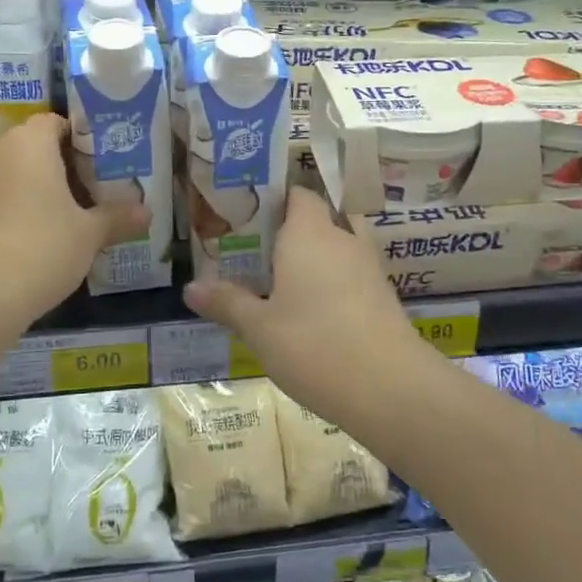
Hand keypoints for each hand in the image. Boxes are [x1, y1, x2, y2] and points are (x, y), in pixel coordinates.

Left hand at [0, 114, 147, 325]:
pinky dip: (9, 214)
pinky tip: (29, 244)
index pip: (54, 123)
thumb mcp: (89, 235)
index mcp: (28, 143)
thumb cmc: (40, 248)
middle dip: (58, 169)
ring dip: (32, 192)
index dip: (79, 139)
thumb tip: (146, 212)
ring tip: (61, 222)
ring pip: (8, 177)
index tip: (100, 163)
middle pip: (30, 149)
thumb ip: (117, 218)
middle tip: (89, 194)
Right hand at [182, 187, 428, 409]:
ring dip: (317, 256)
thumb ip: (227, 302)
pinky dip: (334, 281)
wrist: (390, 387)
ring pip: (340, 245)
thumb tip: (191, 286)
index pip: (298, 194)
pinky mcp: (383, 296)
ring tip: (284, 279)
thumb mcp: (259, 329)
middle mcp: (343, 239)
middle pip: (322, 216)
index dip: (276, 198)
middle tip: (262, 249)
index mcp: (309, 233)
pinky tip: (314, 310)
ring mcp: (369, 267)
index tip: (249, 215)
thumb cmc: (314, 345)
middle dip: (295, 228)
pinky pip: (353, 273)